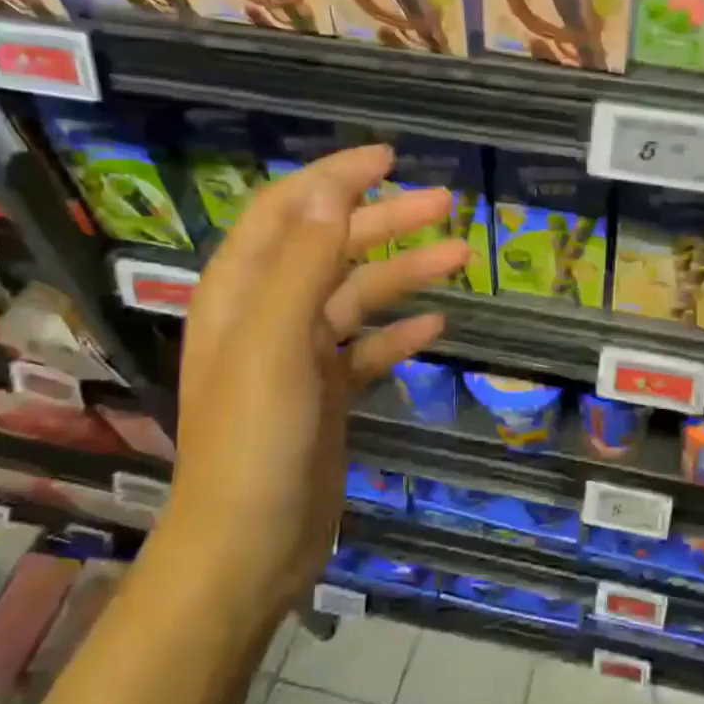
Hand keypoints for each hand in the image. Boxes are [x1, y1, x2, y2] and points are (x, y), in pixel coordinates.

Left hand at [164, 144, 467, 606]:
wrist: (252, 546)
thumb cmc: (256, 440)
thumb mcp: (275, 344)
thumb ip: (301, 265)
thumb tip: (333, 194)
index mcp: (241, 292)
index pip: (287, 211)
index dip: (334, 177)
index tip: (388, 158)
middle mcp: (267, 315)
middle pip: (331, 248)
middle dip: (387, 221)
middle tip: (447, 203)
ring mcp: (299, 357)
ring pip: (358, 296)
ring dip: (406, 273)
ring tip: (461, 258)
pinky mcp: (326, 394)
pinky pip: (368, 348)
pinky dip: (400, 333)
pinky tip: (438, 326)